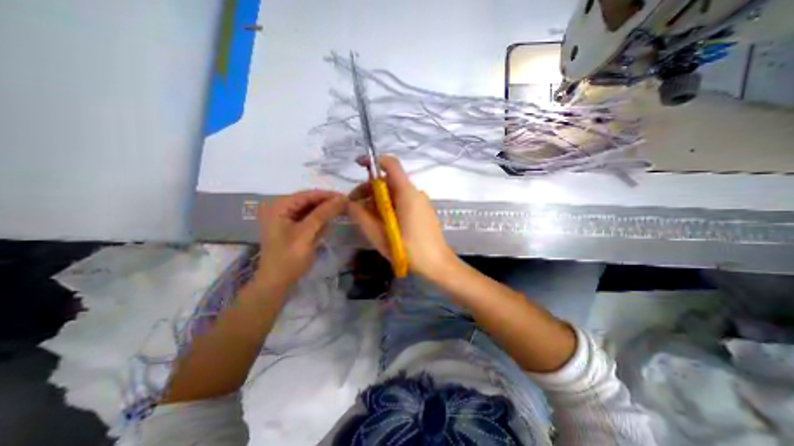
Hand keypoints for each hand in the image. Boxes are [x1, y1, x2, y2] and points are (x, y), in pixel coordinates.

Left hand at [256, 191, 345, 288]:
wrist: (276, 282)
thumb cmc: (289, 257)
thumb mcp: (307, 233)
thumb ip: (324, 213)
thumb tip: (343, 198)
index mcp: (279, 206)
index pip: (308, 195)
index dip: (328, 195)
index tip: (347, 198)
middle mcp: (280, 207)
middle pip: (309, 201)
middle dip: (327, 204)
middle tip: (347, 206)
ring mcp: (285, 217)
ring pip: (311, 209)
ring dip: (325, 212)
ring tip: (342, 213)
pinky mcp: (291, 226)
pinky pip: (309, 219)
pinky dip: (319, 221)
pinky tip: (328, 224)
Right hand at [349, 154, 459, 278]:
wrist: (438, 265)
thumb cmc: (409, 251)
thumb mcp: (380, 235)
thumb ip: (362, 217)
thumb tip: (350, 204)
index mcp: (407, 193)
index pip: (391, 164)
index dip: (373, 161)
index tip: (358, 166)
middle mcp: (415, 193)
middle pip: (389, 181)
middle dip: (369, 189)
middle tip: (355, 206)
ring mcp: (421, 202)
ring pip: (395, 193)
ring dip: (378, 200)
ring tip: (367, 218)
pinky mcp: (422, 211)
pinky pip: (402, 201)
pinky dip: (389, 206)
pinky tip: (383, 222)